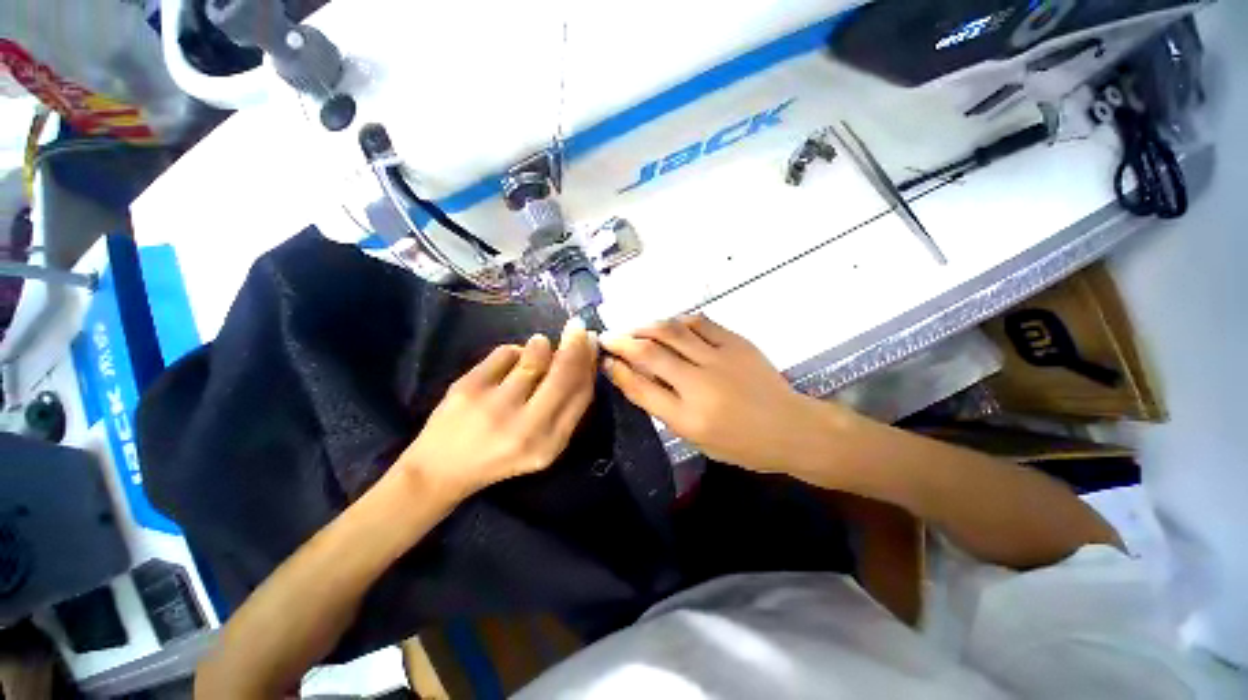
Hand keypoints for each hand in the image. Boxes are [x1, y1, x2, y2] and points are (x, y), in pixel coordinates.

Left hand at [398, 317, 598, 500]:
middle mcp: (526, 427)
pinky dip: (514, 351)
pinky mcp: (468, 389)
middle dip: (575, 344)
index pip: (581, 394)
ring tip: (540, 345)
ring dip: (542, 345)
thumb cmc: (501, 456)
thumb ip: (565, 408)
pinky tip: (509, 363)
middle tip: (578, 327)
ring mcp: (495, 407)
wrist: (441, 471)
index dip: (590, 364)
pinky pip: (506, 352)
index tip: (592, 343)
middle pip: (562, 373)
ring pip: (534, 356)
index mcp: (550, 444)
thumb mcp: (543, 443)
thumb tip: (583, 359)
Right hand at [601, 315, 847, 473]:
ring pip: (672, 331)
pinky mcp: (737, 342)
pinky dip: (678, 320)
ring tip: (633, 328)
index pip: (640, 388)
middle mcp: (700, 385)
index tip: (604, 360)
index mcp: (688, 418)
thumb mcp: (696, 438)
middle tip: (608, 337)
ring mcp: (720, 359)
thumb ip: (664, 407)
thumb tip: (635, 377)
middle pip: (650, 354)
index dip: (617, 371)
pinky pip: (700, 322)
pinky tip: (669, 324)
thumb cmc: (742, 444)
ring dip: (645, 326)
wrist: (792, 428)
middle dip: (622, 342)